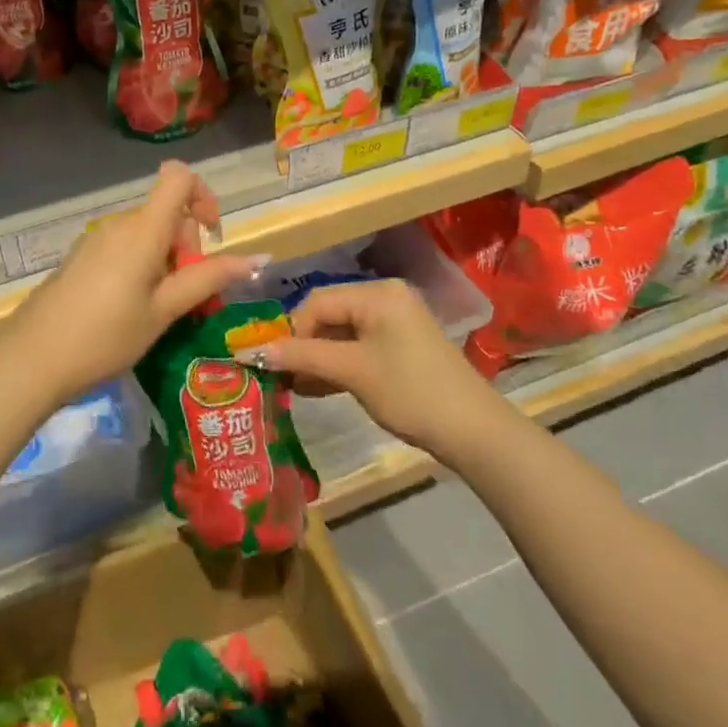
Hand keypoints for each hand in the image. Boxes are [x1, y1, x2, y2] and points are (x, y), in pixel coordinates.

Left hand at [8, 161, 268, 402]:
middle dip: (187, 248)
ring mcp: (97, 240)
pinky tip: (131, 311)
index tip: (212, 238)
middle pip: (167, 214)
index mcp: (142, 230)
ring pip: (147, 235)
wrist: (32, 359)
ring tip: (160, 312)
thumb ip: (208, 279)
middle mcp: (119, 224)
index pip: (178, 176)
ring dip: (166, 263)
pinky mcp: (82, 257)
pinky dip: (142, 268)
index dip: (203, 195)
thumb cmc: (105, 336)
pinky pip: (125, 248)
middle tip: (186, 300)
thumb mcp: (163, 311)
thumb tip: (256, 258)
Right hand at [263, 280, 501, 456]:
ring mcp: (396, 322)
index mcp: (377, 293)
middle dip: (304, 345)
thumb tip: (253, 351)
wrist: (475, 433)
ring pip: (342, 333)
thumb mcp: (352, 372)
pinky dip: (340, 364)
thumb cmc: (410, 392)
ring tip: (295, 386)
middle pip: (329, 314)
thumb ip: (303, 357)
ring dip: (319, 358)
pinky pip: (359, 346)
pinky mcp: (402, 346)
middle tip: (282, 376)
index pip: (317, 300)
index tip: (275, 363)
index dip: (291, 331)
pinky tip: (319, 388)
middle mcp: (386, 298)